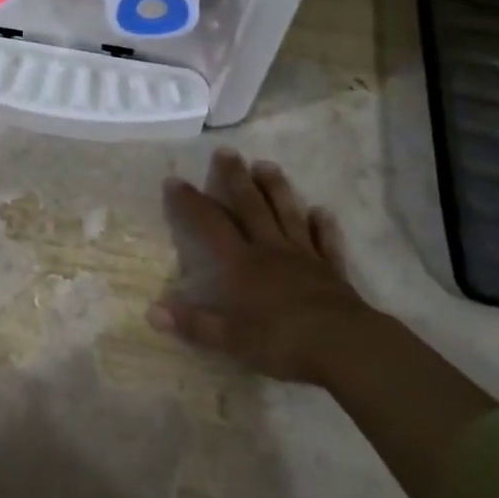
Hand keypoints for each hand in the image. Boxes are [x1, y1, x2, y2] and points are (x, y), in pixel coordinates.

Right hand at [148, 150, 377, 383]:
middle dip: (235, 178)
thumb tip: (152, 312)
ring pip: (287, 214)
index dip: (190, 202)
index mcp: (242, 264)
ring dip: (276, 189)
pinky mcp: (331, 270)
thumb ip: (194, 324)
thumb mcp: (231, 339)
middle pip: (251, 206)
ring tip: (267, 165)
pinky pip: (326, 242)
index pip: (209, 224)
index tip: (174, 180)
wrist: (345, 346)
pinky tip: (322, 211)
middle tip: (226, 151)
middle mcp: (270, 250)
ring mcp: (304, 256)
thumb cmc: (283, 341)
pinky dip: (323, 226)